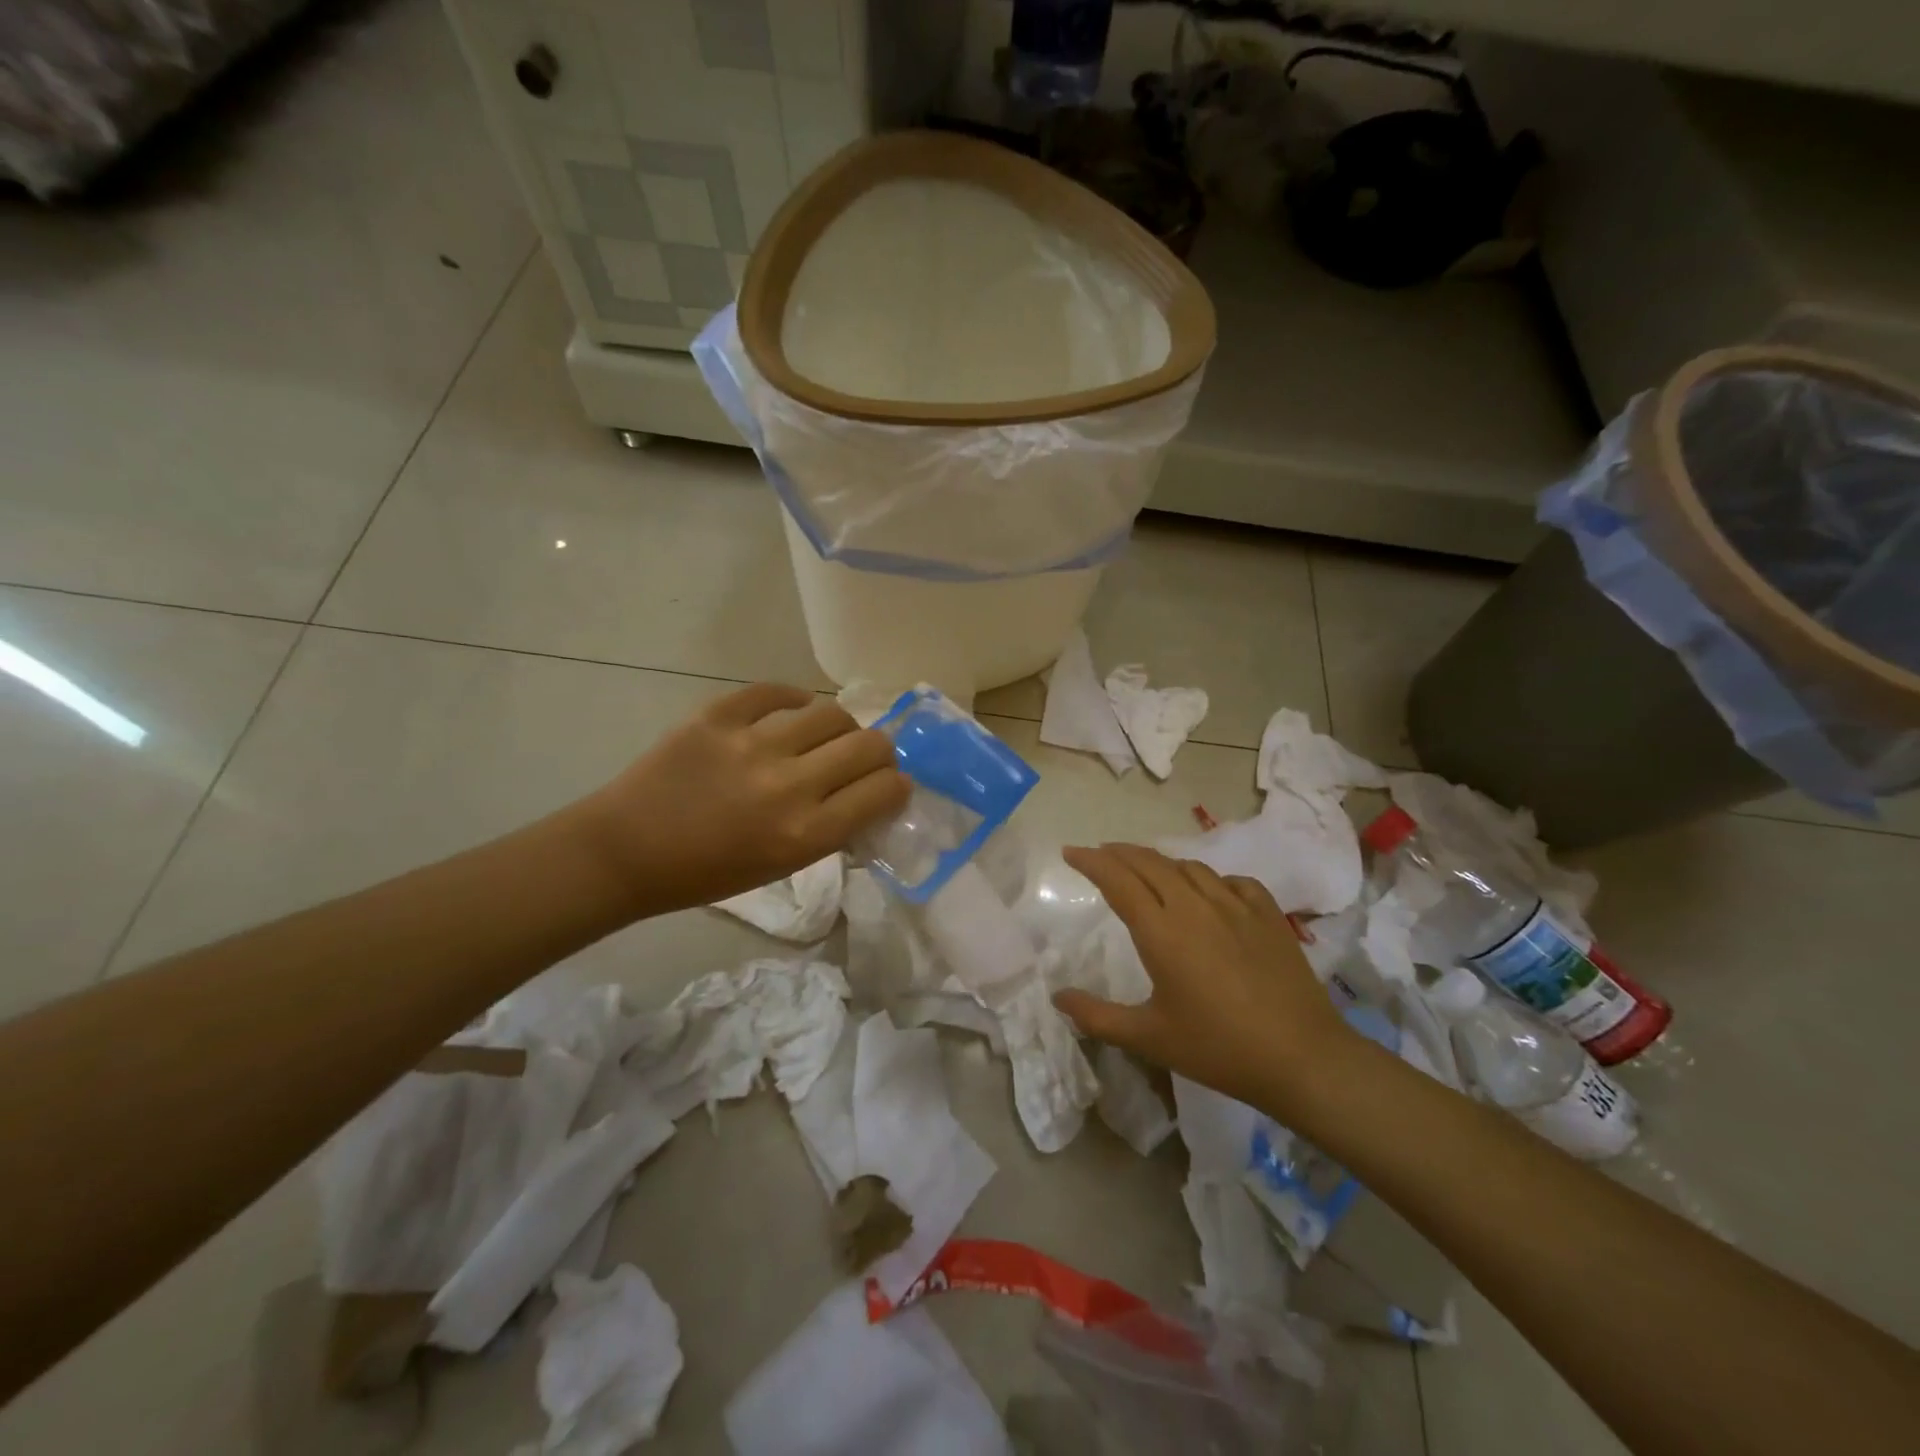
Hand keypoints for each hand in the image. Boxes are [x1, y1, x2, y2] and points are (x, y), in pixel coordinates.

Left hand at [579, 683, 908, 914]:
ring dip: (840, 726)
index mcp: (806, 833)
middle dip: (880, 752)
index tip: (890, 784)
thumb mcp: (782, 866)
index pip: (884, 790)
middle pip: (870, 745)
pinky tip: (793, 709)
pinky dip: (792, 699)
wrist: (626, 851)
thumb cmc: (707, 874)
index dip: (896, 785)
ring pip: (831, 713)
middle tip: (865, 757)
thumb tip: (868, 794)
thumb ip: (830, 829)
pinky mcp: (718, 716)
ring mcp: (752, 745)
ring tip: (826, 734)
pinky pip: (775, 692)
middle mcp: (789, 786)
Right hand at [1052, 844, 1359, 1114]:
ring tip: (1147, 871)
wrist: (1302, 1058)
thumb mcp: (1149, 1038)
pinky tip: (1209, 893)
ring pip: (1189, 867)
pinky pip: (1232, 881)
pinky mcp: (1268, 914)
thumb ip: (1097, 1016)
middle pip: (1150, 863)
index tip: (1071, 852)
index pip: (1118, 880)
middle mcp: (1195, 906)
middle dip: (1119, 853)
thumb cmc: (1218, 1048)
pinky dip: (1209, 879)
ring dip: (1160, 863)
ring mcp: (1236, 906)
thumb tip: (1057, 996)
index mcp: (1162, 931)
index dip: (1091, 861)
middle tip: (1100, 854)